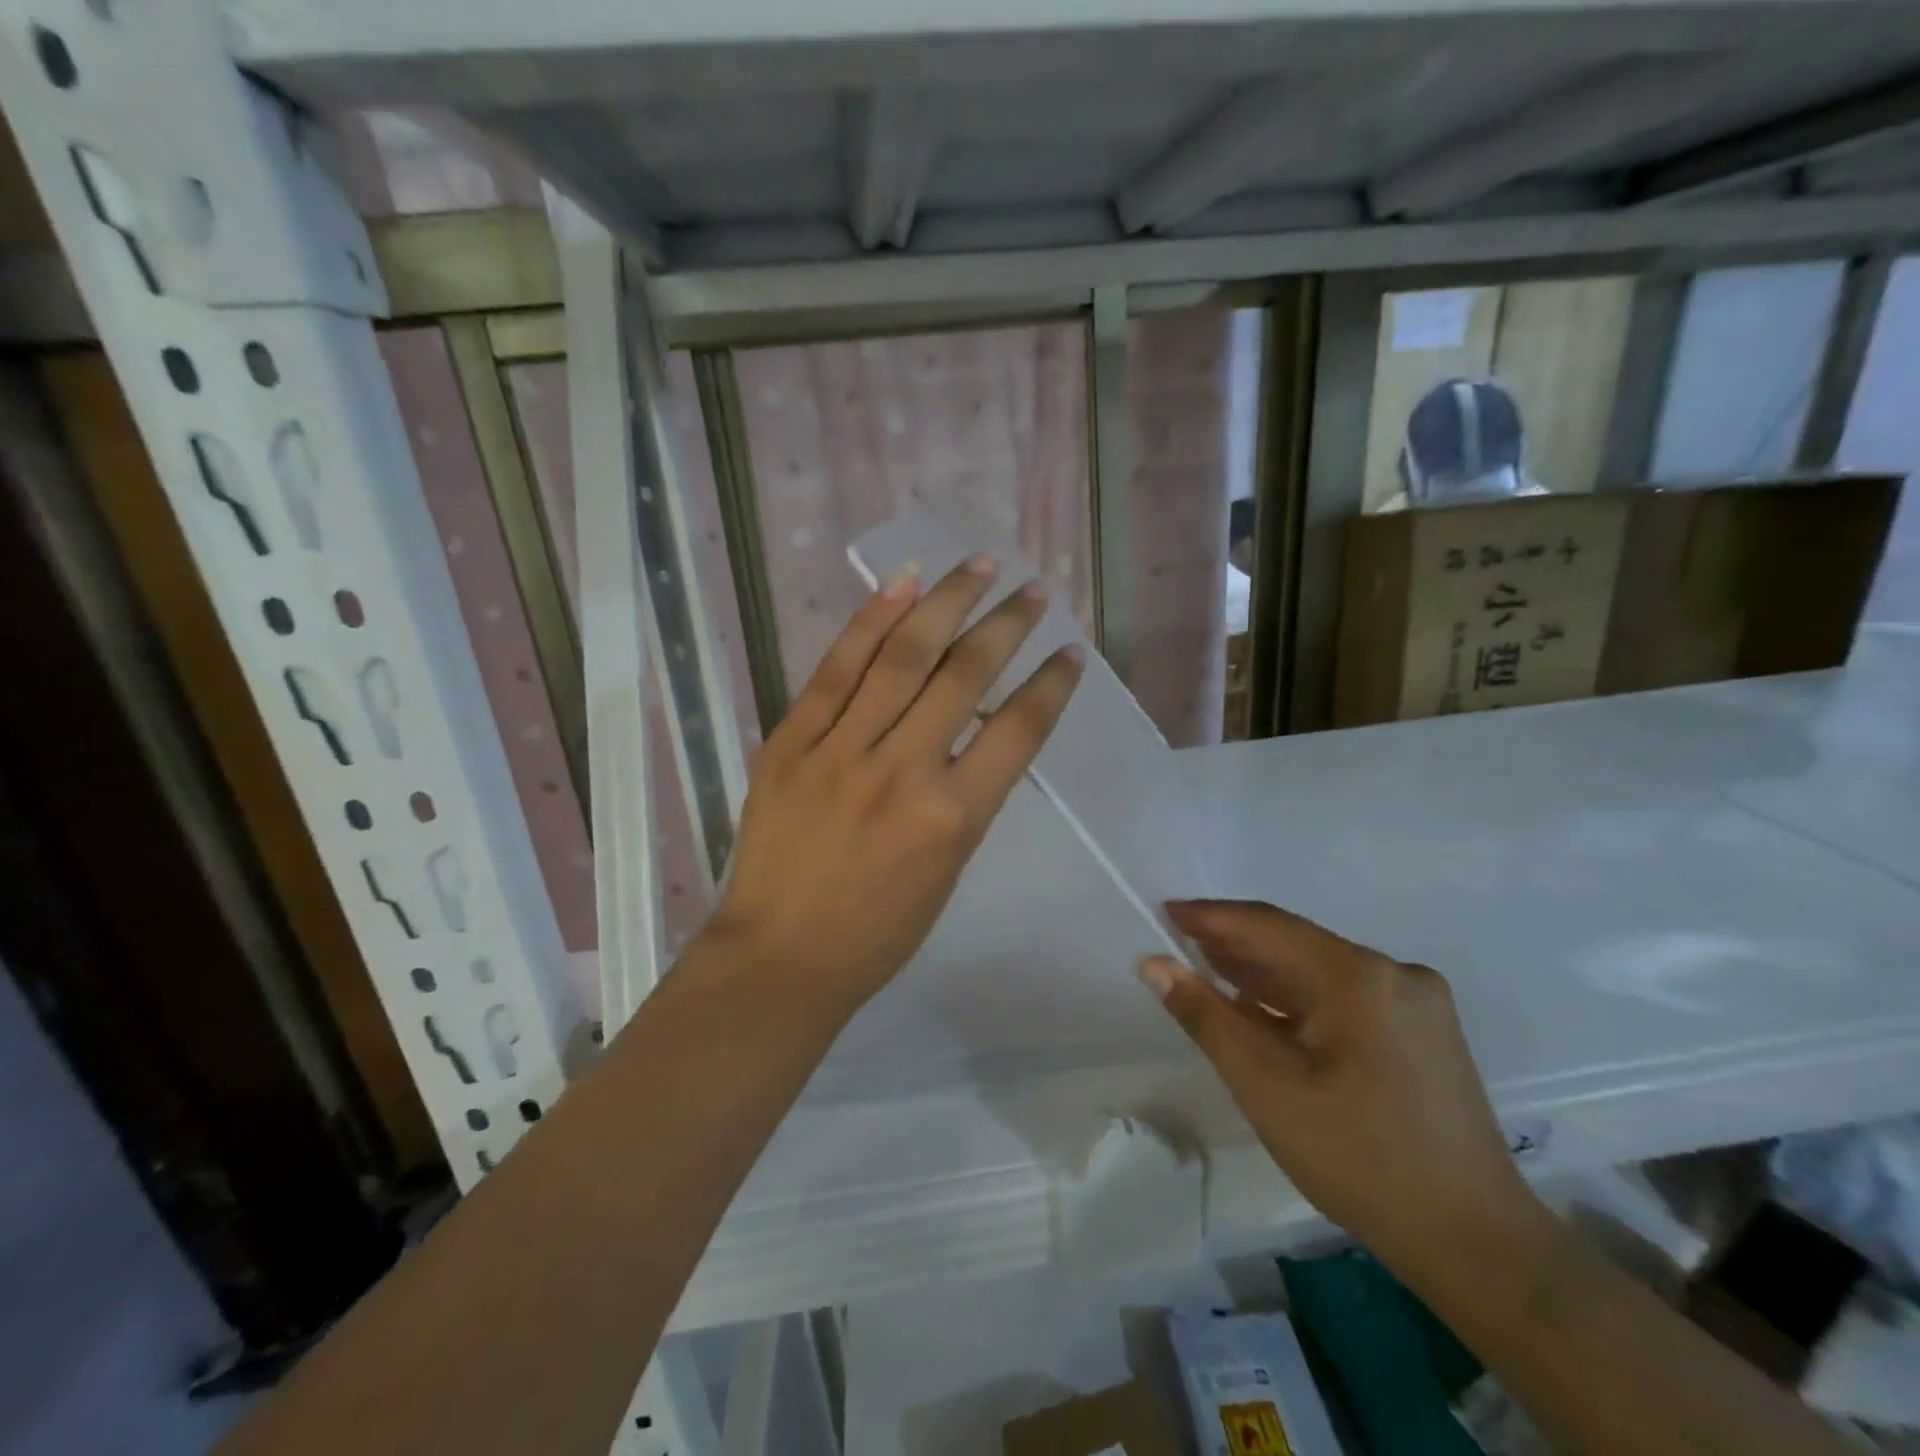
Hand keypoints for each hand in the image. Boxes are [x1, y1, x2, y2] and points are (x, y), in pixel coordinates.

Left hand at [702, 556, 1082, 1012]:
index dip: (1050, 685)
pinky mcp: (791, 741)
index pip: (1017, 731)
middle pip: (964, 676)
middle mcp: (903, 771)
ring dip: (948, 602)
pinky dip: (871, 622)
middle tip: (1033, 590)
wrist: (781, 956)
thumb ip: (967, 796)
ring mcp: (841, 751)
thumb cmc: (877, 932)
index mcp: (953, 817)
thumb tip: (977, 727)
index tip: (1070, 653)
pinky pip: (836, 669)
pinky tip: (903, 585)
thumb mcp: (948, 871)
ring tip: (980, 565)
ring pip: (903, 657)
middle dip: (1007, 624)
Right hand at [1142, 901, 1540, 1278]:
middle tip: (1177, 945)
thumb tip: (1156, 965)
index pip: (1269, 926)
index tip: (1164, 911)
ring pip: (1319, 971)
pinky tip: (1262, 1009)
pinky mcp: (1423, 1031)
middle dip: (1234, 945)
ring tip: (1207, 970)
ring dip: (1263, 974)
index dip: (1211, 916)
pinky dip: (1297, 1000)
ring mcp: (1416, 1002)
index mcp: (1360, 977)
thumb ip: (1206, 1017)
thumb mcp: (1266, 1087)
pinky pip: (1344, 996)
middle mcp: (1394, 973)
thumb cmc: (1359, 1159)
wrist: (1476, 1242)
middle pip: (1296, 945)